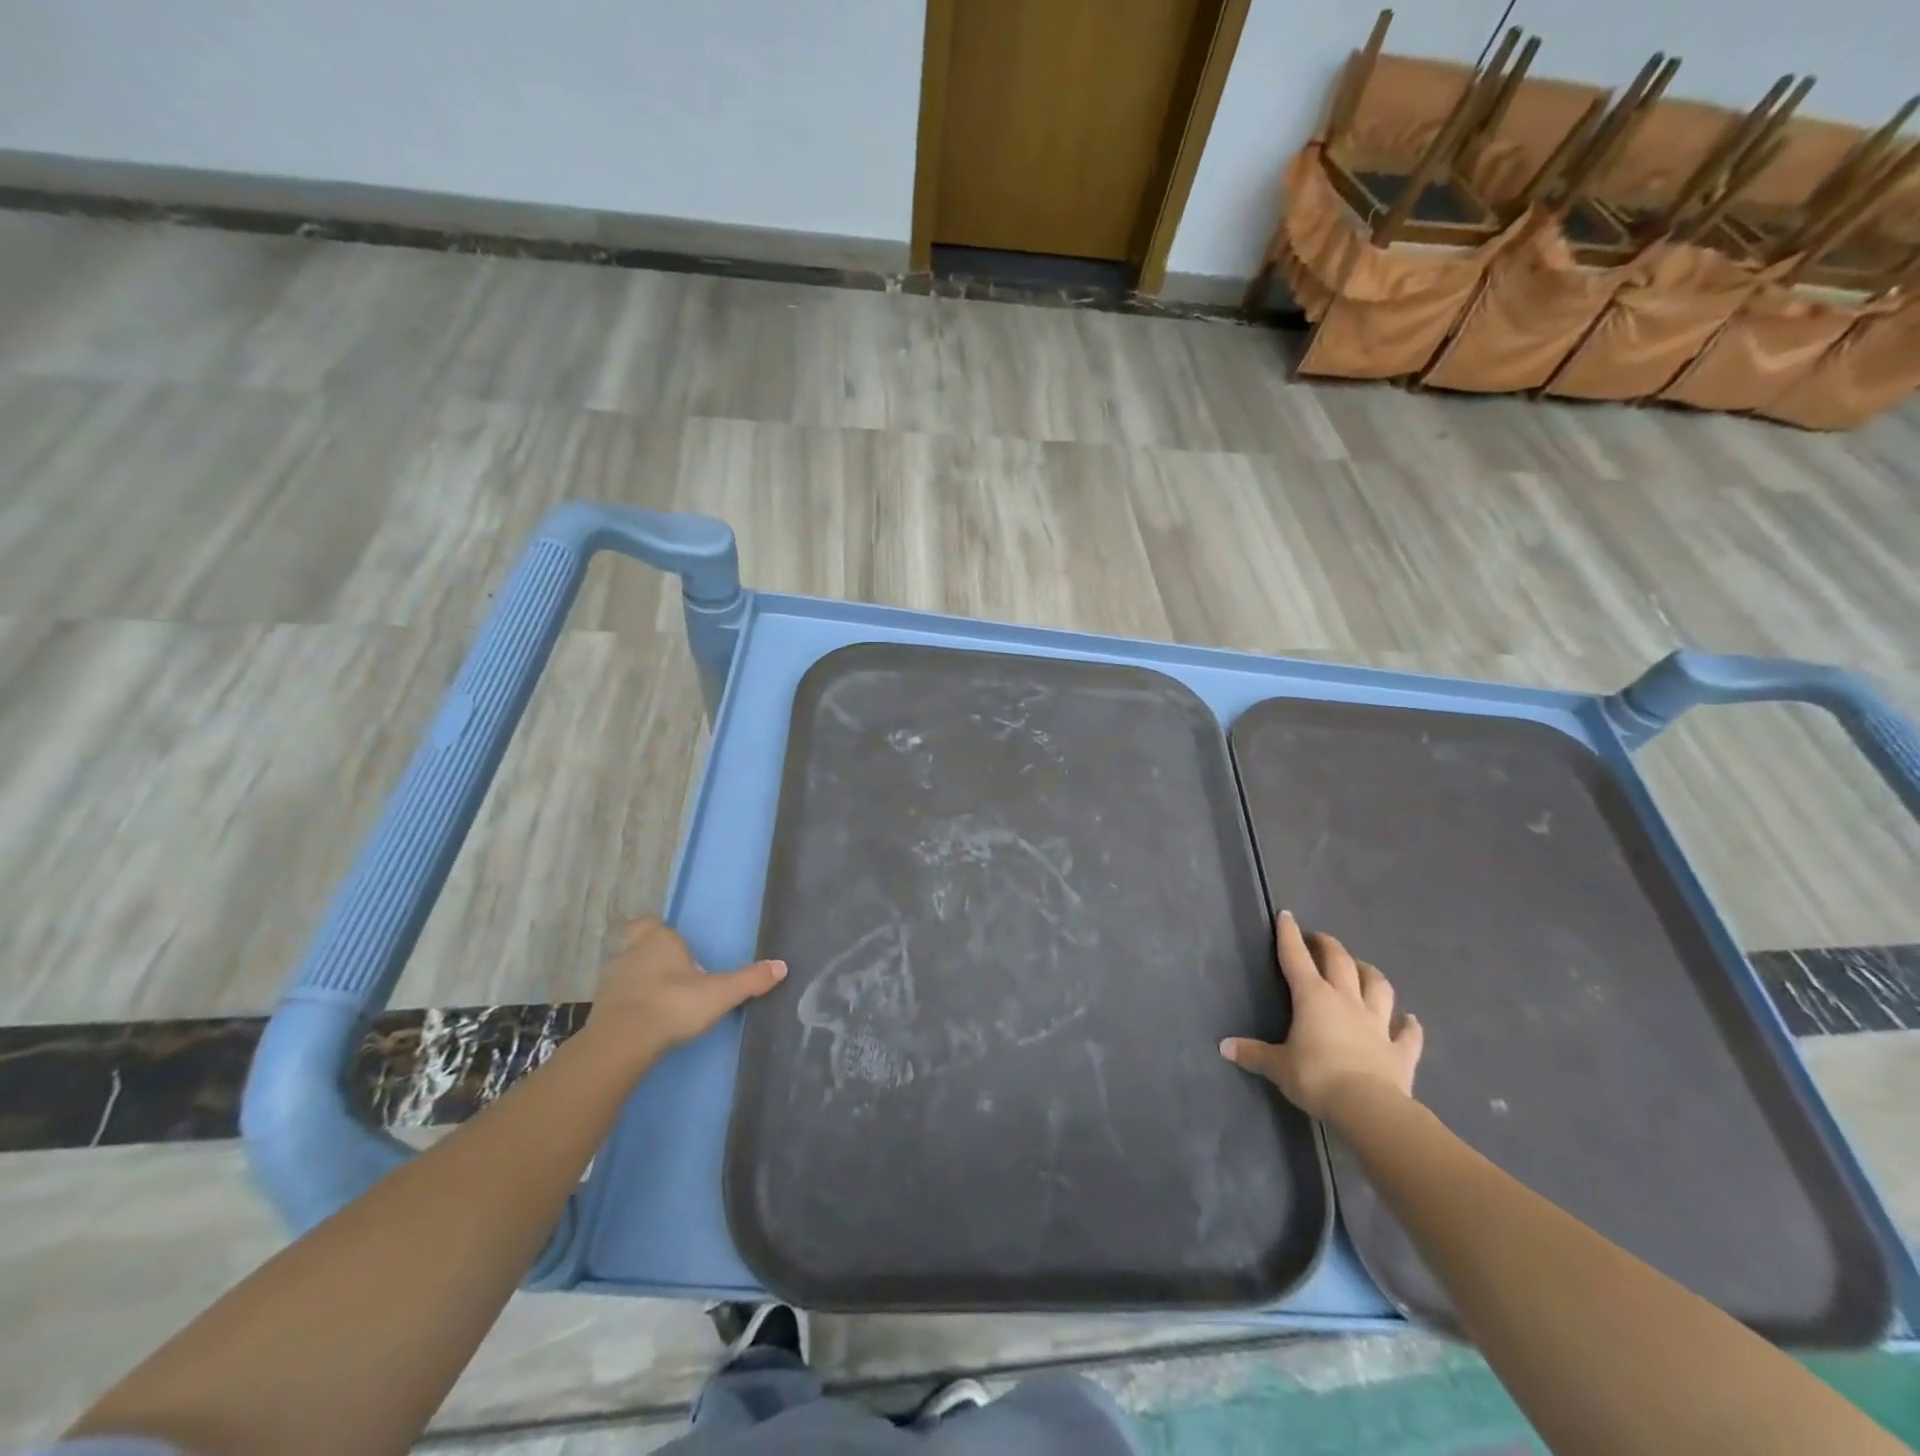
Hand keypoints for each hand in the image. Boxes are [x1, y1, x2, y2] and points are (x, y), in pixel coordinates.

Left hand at [586, 917, 786, 1057]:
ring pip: (627, 973)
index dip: (656, 930)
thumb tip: (781, 966)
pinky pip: (618, 1000)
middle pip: (638, 947)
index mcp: (658, 940)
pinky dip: (630, 1006)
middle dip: (653, 958)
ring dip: (641, 983)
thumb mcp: (720, 993)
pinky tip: (646, 1021)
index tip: (671, 943)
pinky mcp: (600, 1010)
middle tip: (675, 973)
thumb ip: (750, 979)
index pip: (648, 923)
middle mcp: (630, 954)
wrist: (623, 1041)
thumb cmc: (674, 1004)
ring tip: (664, 1000)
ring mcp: (610, 982)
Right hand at [1220, 911, 1422, 1118]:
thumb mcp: (1277, 1066)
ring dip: (1370, 974)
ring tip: (1362, 968)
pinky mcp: (1401, 1051)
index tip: (1287, 916)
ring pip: (1378, 987)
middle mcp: (1346, 1001)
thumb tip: (1224, 1047)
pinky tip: (1411, 1020)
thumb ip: (1253, 1054)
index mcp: (1313, 997)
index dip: (1289, 935)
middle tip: (1319, 940)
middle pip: (1340, 962)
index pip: (1296, 957)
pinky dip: (1410, 1026)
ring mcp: (1377, 1024)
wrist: (1368, 1108)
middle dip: (1328, 946)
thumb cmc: (1316, 1078)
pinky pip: (1408, 1034)